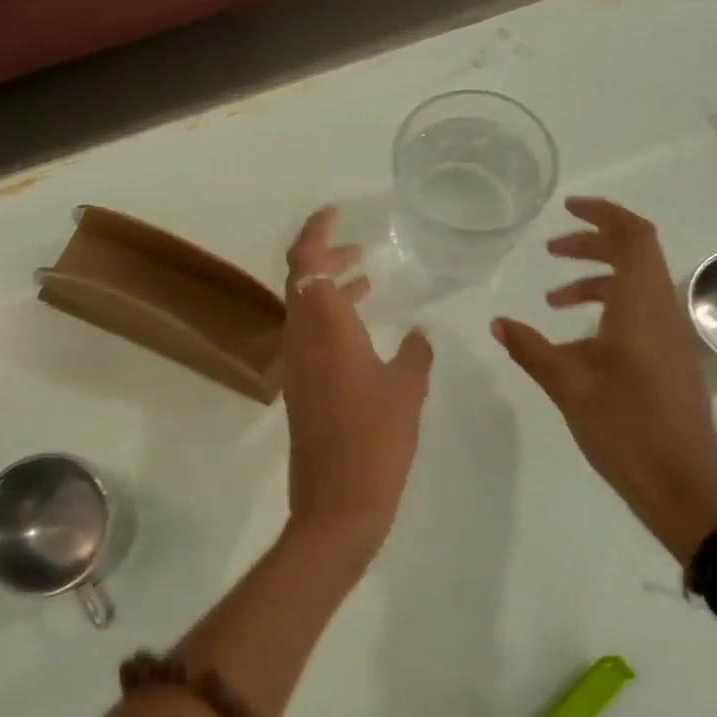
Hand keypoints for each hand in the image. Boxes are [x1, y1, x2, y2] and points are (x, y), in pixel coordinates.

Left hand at [280, 206, 433, 575]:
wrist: (338, 503)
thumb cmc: (375, 439)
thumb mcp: (406, 389)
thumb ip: (415, 354)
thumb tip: (419, 335)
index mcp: (323, 327)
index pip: (306, 263)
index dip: (315, 232)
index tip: (334, 213)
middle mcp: (301, 338)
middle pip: (301, 280)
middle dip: (326, 258)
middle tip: (359, 249)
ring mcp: (297, 365)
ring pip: (305, 309)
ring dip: (330, 289)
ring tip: (366, 280)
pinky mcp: (301, 388)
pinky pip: (311, 336)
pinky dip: (332, 319)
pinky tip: (364, 330)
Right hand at [492, 198, 716, 561]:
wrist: (682, 484)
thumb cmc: (625, 428)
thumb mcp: (568, 385)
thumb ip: (531, 348)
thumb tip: (498, 322)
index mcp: (641, 307)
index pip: (634, 237)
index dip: (604, 214)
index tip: (568, 209)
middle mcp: (662, 312)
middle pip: (635, 255)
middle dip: (592, 246)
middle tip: (551, 252)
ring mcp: (670, 337)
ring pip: (636, 287)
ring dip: (596, 281)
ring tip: (553, 301)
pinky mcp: (670, 359)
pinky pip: (639, 314)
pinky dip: (606, 310)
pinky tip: (576, 342)